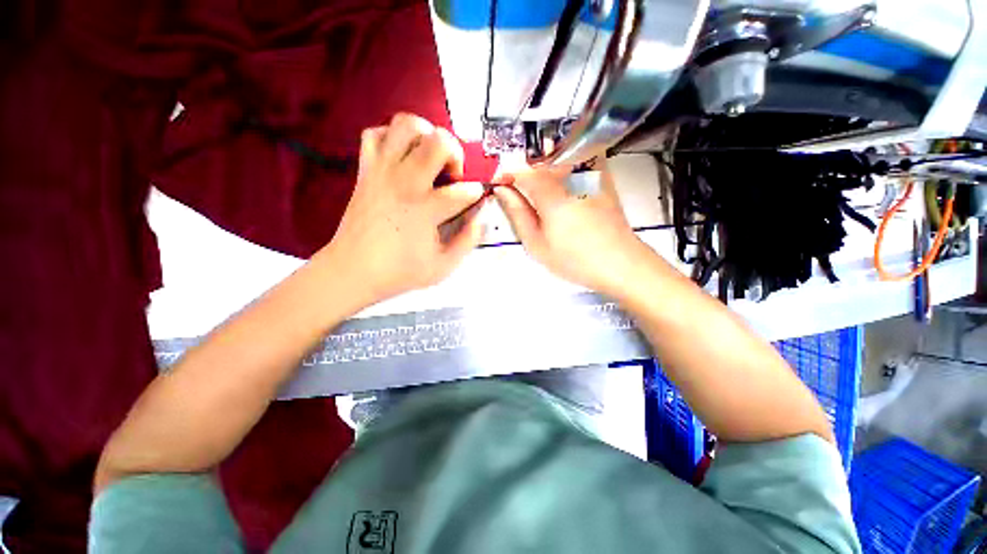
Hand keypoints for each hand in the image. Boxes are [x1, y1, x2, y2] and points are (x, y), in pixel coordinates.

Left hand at [324, 113, 487, 302]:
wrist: (351, 270)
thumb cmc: (399, 271)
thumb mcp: (443, 267)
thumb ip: (467, 241)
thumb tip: (480, 218)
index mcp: (425, 209)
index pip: (463, 190)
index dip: (475, 192)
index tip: (474, 198)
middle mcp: (405, 182)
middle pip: (437, 141)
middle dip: (454, 153)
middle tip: (451, 174)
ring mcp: (382, 171)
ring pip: (406, 125)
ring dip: (426, 136)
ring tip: (429, 159)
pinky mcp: (365, 169)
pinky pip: (376, 133)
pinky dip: (392, 138)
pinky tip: (402, 158)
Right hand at [493, 162, 646, 295]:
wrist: (619, 262)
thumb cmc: (574, 259)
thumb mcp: (537, 244)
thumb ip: (517, 213)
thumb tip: (502, 190)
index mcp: (552, 195)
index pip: (521, 169)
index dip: (505, 173)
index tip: (498, 182)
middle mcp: (572, 176)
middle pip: (538, 156)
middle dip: (522, 167)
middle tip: (515, 187)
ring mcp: (590, 173)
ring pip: (557, 152)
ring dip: (541, 163)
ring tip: (538, 187)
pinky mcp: (602, 176)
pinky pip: (577, 157)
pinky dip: (562, 164)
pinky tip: (560, 183)